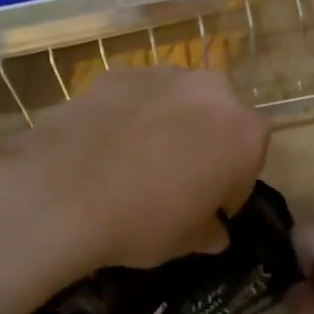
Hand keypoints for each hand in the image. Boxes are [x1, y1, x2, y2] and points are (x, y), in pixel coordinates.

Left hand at [0, 67, 268, 282]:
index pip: (249, 161)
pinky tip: (108, 143)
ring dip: (171, 125)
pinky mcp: (120, 72)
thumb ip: (210, 231)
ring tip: (138, 160)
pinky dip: (133, 114)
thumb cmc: (144, 220)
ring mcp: (165, 74)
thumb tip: (215, 232)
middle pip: (219, 119)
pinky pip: (139, 96)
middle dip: (206, 144)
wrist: (63, 190)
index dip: (229, 188)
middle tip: (176, 180)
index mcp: (245, 133)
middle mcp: (214, 91)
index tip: (208, 209)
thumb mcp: (186, 241)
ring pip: (180, 102)